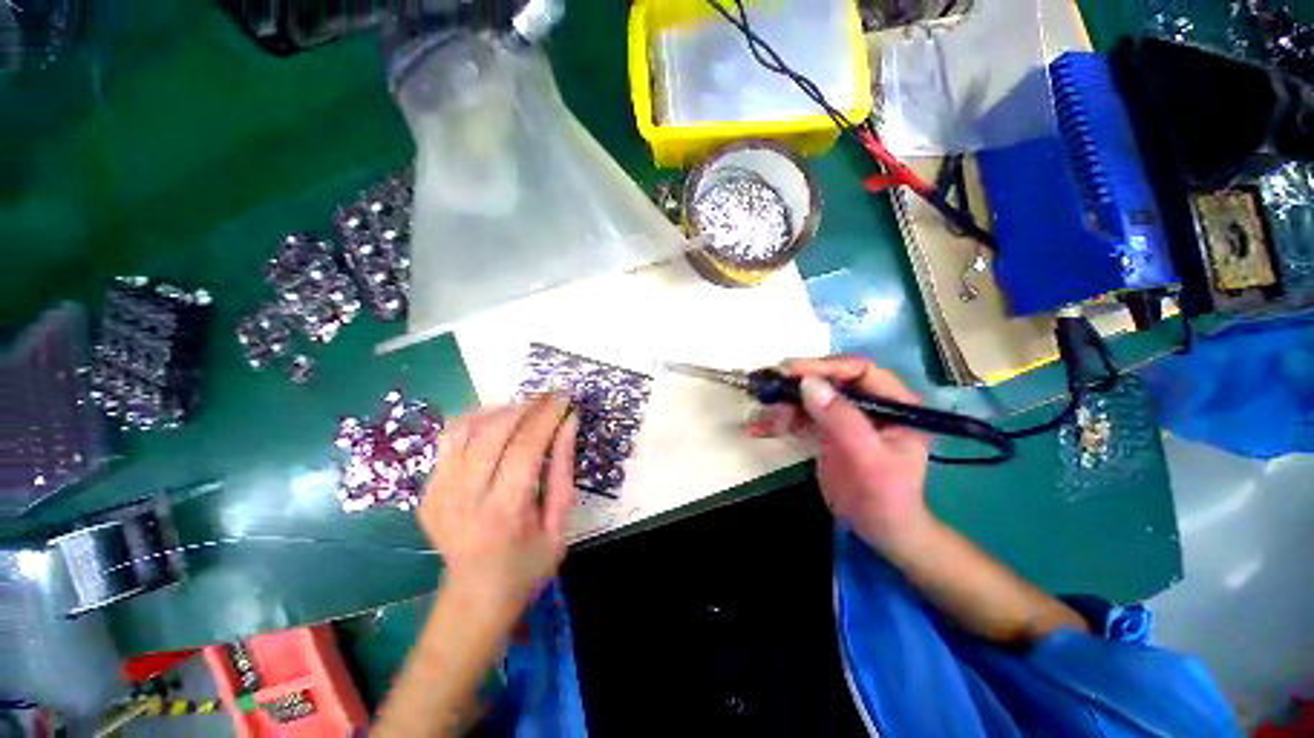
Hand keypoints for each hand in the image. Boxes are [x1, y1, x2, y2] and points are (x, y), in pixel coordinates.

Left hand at [419, 396, 578, 620]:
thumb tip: (568, 422)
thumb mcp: (559, 523)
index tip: (564, 397)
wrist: (474, 598)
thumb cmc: (528, 565)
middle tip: (548, 397)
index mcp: (503, 513)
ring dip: (499, 410)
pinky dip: (475, 421)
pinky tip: (497, 421)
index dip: (546, 416)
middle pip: (493, 432)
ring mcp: (438, 494)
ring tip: (525, 408)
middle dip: (525, 406)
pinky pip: (449, 440)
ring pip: (466, 429)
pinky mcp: (427, 491)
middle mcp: (463, 500)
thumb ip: (563, 469)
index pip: (525, 448)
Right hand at [745, 357, 931, 552]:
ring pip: (809, 398)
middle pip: (828, 381)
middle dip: (796, 386)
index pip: (858, 370)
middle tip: (768, 388)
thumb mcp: (867, 458)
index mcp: (892, 402)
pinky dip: (778, 423)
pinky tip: (757, 429)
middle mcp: (867, 403)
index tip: (791, 372)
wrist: (880, 532)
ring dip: (782, 405)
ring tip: (760, 415)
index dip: (825, 366)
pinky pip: (799, 419)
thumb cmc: (885, 497)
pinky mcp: (825, 431)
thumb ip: (841, 420)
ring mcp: (844, 416)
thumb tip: (807, 383)